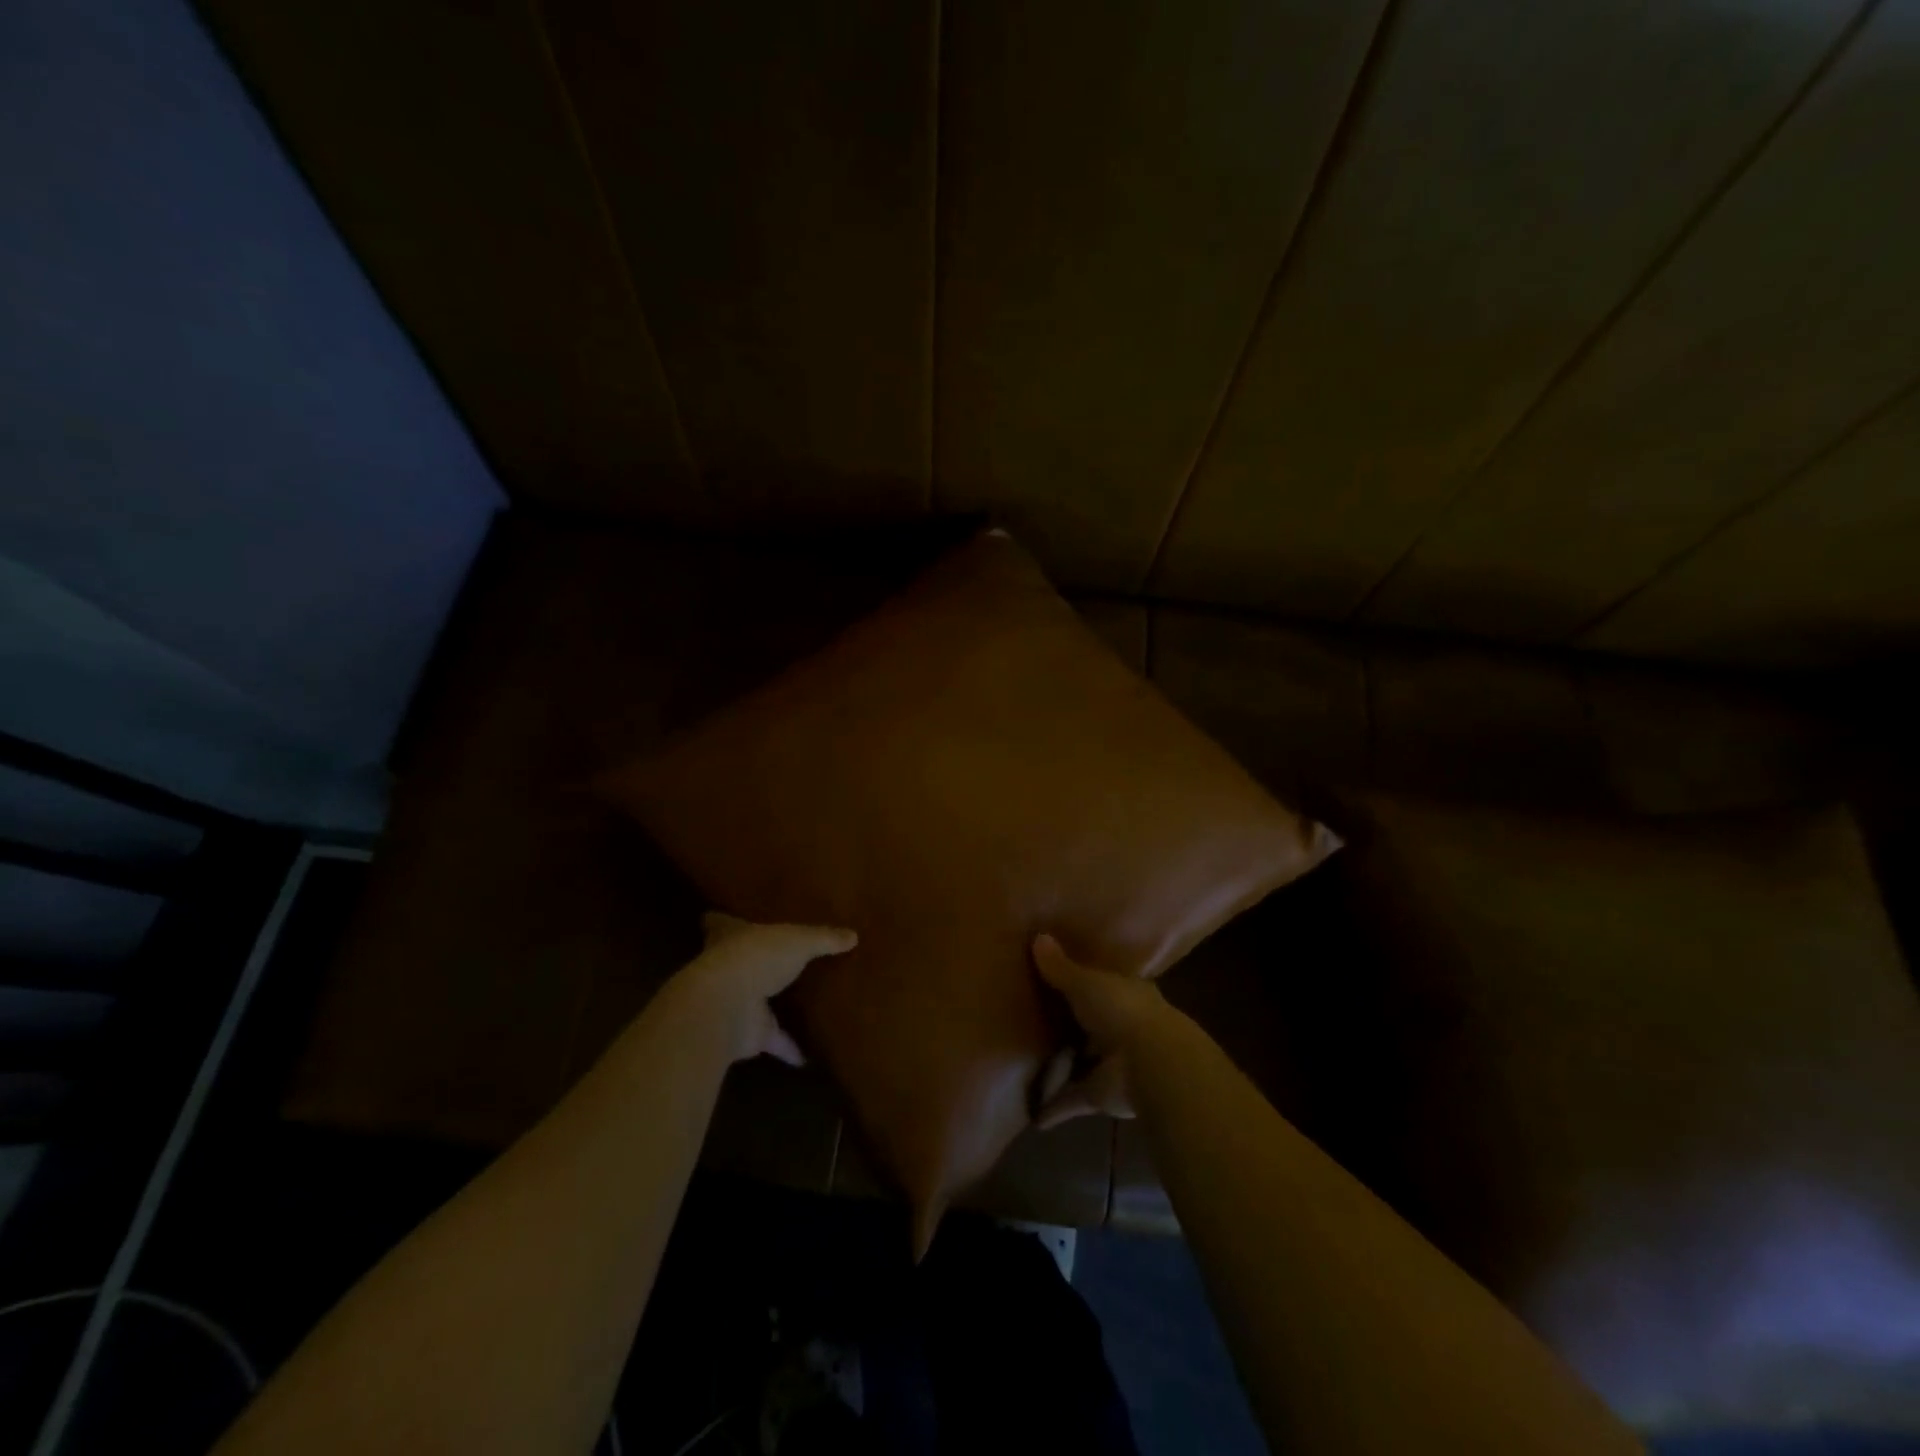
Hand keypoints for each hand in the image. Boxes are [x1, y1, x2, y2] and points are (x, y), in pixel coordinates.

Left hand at [672, 912, 856, 1064]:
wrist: (728, 1007)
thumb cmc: (757, 957)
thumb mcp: (799, 939)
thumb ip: (824, 938)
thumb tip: (853, 935)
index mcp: (731, 936)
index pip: (720, 924)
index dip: (724, 921)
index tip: (727, 917)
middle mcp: (728, 968)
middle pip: (740, 963)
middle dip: (756, 963)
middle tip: (780, 961)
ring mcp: (736, 1003)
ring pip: (757, 1003)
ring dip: (774, 1006)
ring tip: (800, 1003)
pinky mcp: (749, 1034)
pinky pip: (774, 1041)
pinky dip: (790, 1048)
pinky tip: (809, 1056)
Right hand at [1031, 934, 1169, 1128]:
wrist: (1150, 1063)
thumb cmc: (1121, 1010)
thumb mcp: (1086, 982)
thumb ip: (1061, 967)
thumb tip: (1038, 936)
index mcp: (1126, 993)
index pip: (1106, 984)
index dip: (1088, 980)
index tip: (1062, 976)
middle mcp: (1122, 1027)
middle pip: (1092, 1024)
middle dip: (1071, 1024)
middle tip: (1034, 1018)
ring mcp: (1112, 1063)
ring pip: (1083, 1062)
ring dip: (1063, 1066)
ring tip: (1027, 1062)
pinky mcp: (1101, 1095)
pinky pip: (1072, 1100)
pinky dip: (1055, 1108)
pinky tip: (1032, 1117)